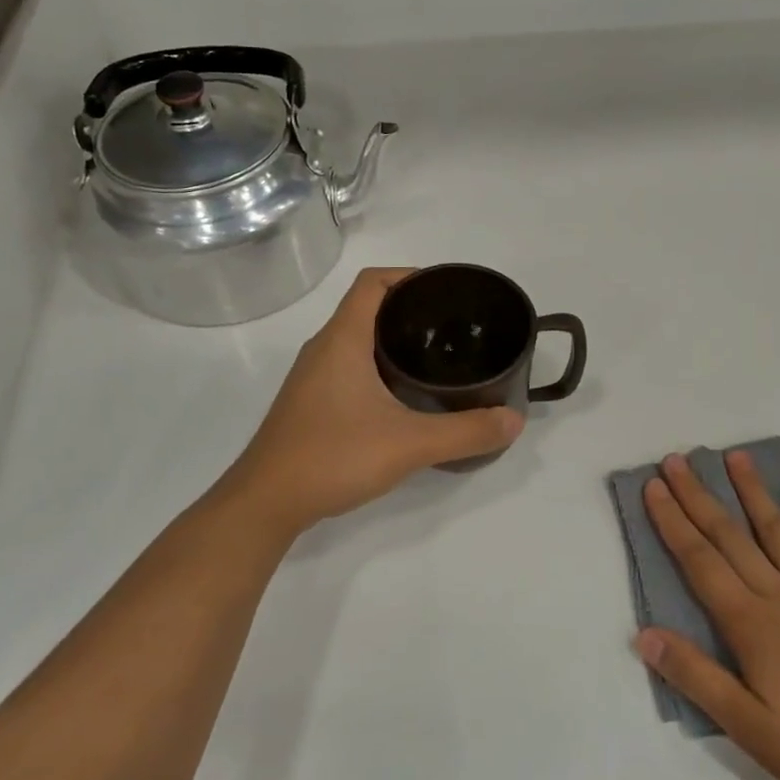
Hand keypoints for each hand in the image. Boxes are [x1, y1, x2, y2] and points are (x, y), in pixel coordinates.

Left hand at [219, 269, 522, 532]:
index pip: (373, 282)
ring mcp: (313, 377)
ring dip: (393, 338)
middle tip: (453, 327)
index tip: (446, 292)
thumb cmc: (332, 457)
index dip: (409, 275)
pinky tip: (403, 394)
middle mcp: (323, 348)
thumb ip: (465, 432)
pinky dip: (378, 364)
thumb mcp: (409, 444)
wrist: (266, 504)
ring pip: (357, 338)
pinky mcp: (310, 402)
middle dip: (410, 308)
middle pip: (367, 306)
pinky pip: (349, 365)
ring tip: (436, 355)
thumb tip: (514, 420)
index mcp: (342, 339)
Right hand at [636, 452, 779, 779]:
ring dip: (752, 492)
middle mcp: (779, 594)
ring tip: (734, 456)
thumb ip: (697, 677)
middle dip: (698, 496)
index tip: (653, 486)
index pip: (699, 561)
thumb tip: (644, 634)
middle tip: (676, 460)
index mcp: (749, 623)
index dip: (673, 522)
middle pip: (729, 536)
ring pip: (776, 530)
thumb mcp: (751, 728)